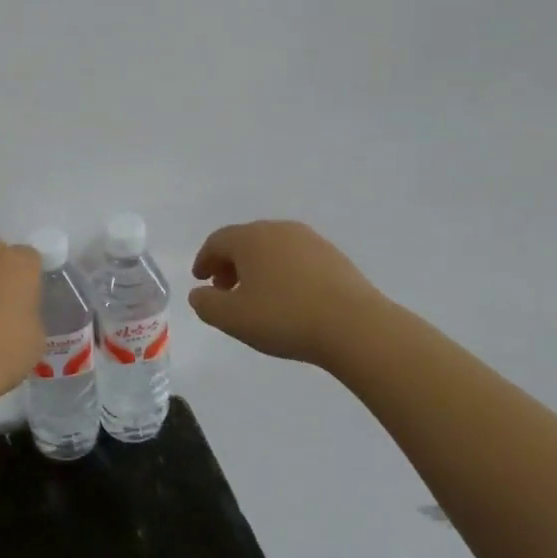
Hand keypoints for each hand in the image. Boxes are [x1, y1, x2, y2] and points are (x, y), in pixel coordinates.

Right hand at [188, 220, 387, 370]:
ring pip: (272, 249)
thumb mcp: (232, 318)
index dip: (204, 260)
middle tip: (225, 290)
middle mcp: (279, 230)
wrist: (356, 327)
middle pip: (244, 241)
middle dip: (230, 264)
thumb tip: (200, 293)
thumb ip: (205, 304)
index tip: (200, 280)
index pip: (217, 242)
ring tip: (257, 297)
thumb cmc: (285, 318)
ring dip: (257, 268)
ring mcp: (311, 241)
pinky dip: (283, 273)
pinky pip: (297, 259)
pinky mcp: (335, 257)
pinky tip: (288, 298)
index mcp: (250, 238)